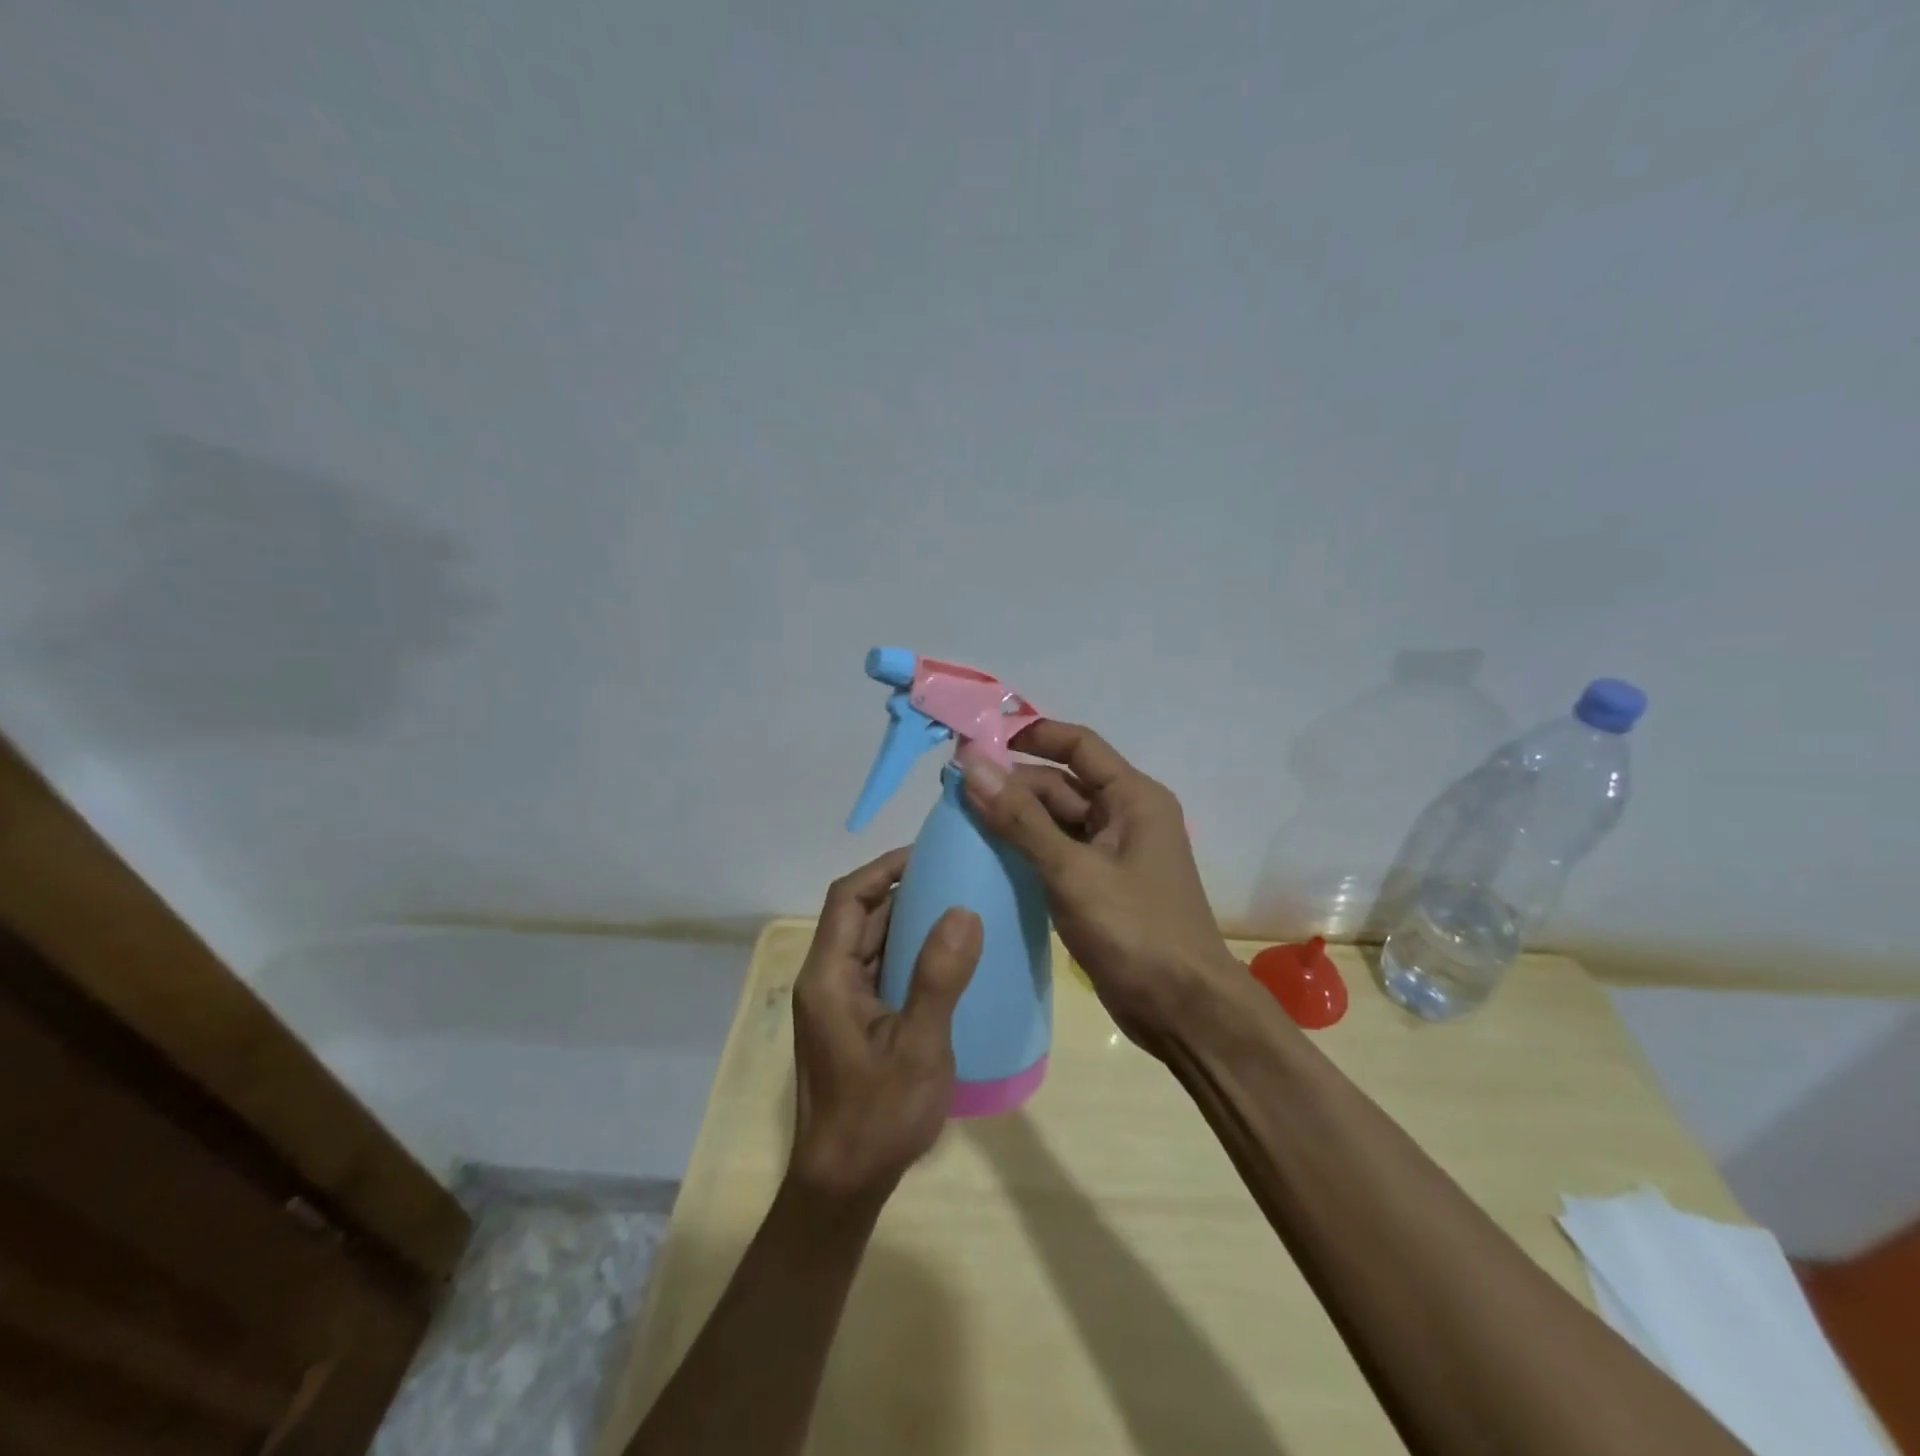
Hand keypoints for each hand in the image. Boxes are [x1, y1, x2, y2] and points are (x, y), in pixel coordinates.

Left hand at [789, 848, 982, 1204]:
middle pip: (858, 917)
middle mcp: (826, 980)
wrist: (843, 1185)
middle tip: (954, 876)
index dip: (883, 868)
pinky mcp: (854, 1022)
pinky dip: (908, 954)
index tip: (927, 855)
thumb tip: (963, 911)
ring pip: (870, 943)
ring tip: (957, 906)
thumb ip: (939, 978)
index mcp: (828, 977)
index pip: (847, 898)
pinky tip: (946, 958)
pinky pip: (879, 970)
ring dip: (907, 922)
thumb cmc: (877, 1116)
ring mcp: (838, 1003)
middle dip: (901, 890)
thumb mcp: (918, 1047)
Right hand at [961, 719, 1246, 1051]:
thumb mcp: (1073, 872)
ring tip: (958, 819)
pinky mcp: (1100, 887)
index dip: (1030, 735)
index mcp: (1133, 798)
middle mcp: (1125, 816)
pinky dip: (1025, 851)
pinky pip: (1057, 854)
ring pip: (1055, 821)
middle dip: (1011, 784)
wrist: (1184, 1011)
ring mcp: (1112, 854)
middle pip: (1061, 785)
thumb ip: (1021, 820)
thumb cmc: (1136, 931)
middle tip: (953, 789)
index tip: (979, 740)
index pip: (1077, 746)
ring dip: (1014, 819)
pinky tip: (986, 857)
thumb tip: (972, 767)